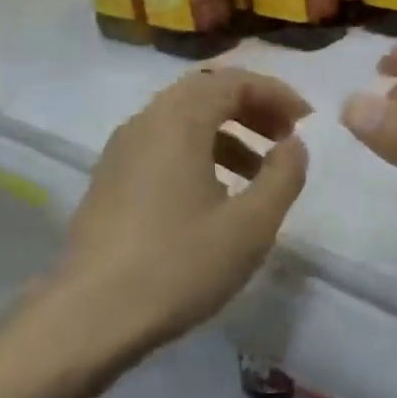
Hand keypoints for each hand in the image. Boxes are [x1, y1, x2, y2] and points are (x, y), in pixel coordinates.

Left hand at [62, 68, 310, 343]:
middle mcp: (145, 123)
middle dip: (251, 107)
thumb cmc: (178, 264)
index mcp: (178, 121)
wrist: (90, 317)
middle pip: (205, 92)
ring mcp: (121, 151)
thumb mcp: (250, 225)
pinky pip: (162, 145)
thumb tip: (293, 144)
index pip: (233, 80)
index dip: (276, 93)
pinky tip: (215, 196)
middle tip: (285, 136)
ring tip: (257, 172)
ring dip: (226, 132)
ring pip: (182, 120)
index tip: (307, 121)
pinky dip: (198, 152)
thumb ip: (283, 176)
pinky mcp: (109, 180)